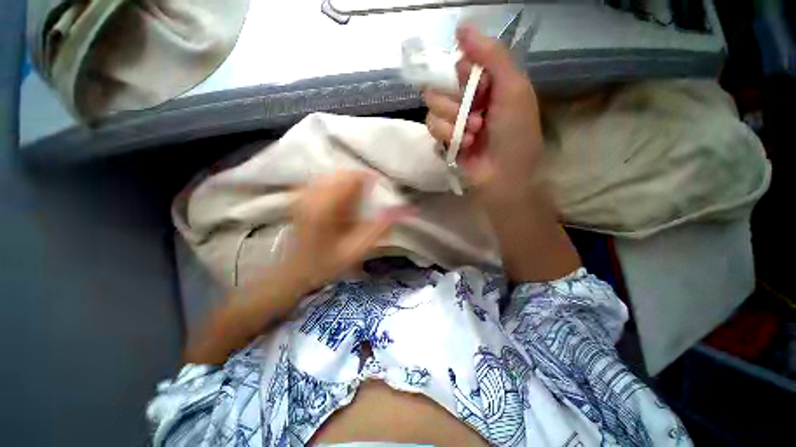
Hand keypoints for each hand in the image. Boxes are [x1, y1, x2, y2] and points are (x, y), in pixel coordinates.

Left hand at [285, 171, 407, 289]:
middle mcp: (312, 193)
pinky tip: (341, 204)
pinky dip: (338, 187)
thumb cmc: (328, 263)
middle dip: (360, 183)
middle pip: (343, 173)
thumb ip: (381, 227)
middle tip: (368, 203)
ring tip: (356, 204)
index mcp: (326, 206)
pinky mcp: (301, 195)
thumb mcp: (358, 248)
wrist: (297, 270)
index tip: (381, 193)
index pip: (353, 177)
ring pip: (334, 175)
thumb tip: (406, 209)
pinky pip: (325, 180)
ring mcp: (303, 192)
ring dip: (350, 185)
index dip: (371, 181)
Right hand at [424, 26, 544, 204]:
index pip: (459, 65)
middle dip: (455, 103)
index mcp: (485, 83)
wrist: (504, 174)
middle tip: (477, 116)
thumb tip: (461, 27)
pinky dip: (446, 136)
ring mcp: (453, 121)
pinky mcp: (444, 140)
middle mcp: (466, 100)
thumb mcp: (513, 88)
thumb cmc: (515, 132)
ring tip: (473, 134)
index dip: (464, 75)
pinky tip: (464, 145)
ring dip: (453, 121)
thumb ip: (491, 55)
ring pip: (432, 108)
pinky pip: (431, 128)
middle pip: (440, 86)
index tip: (480, 89)